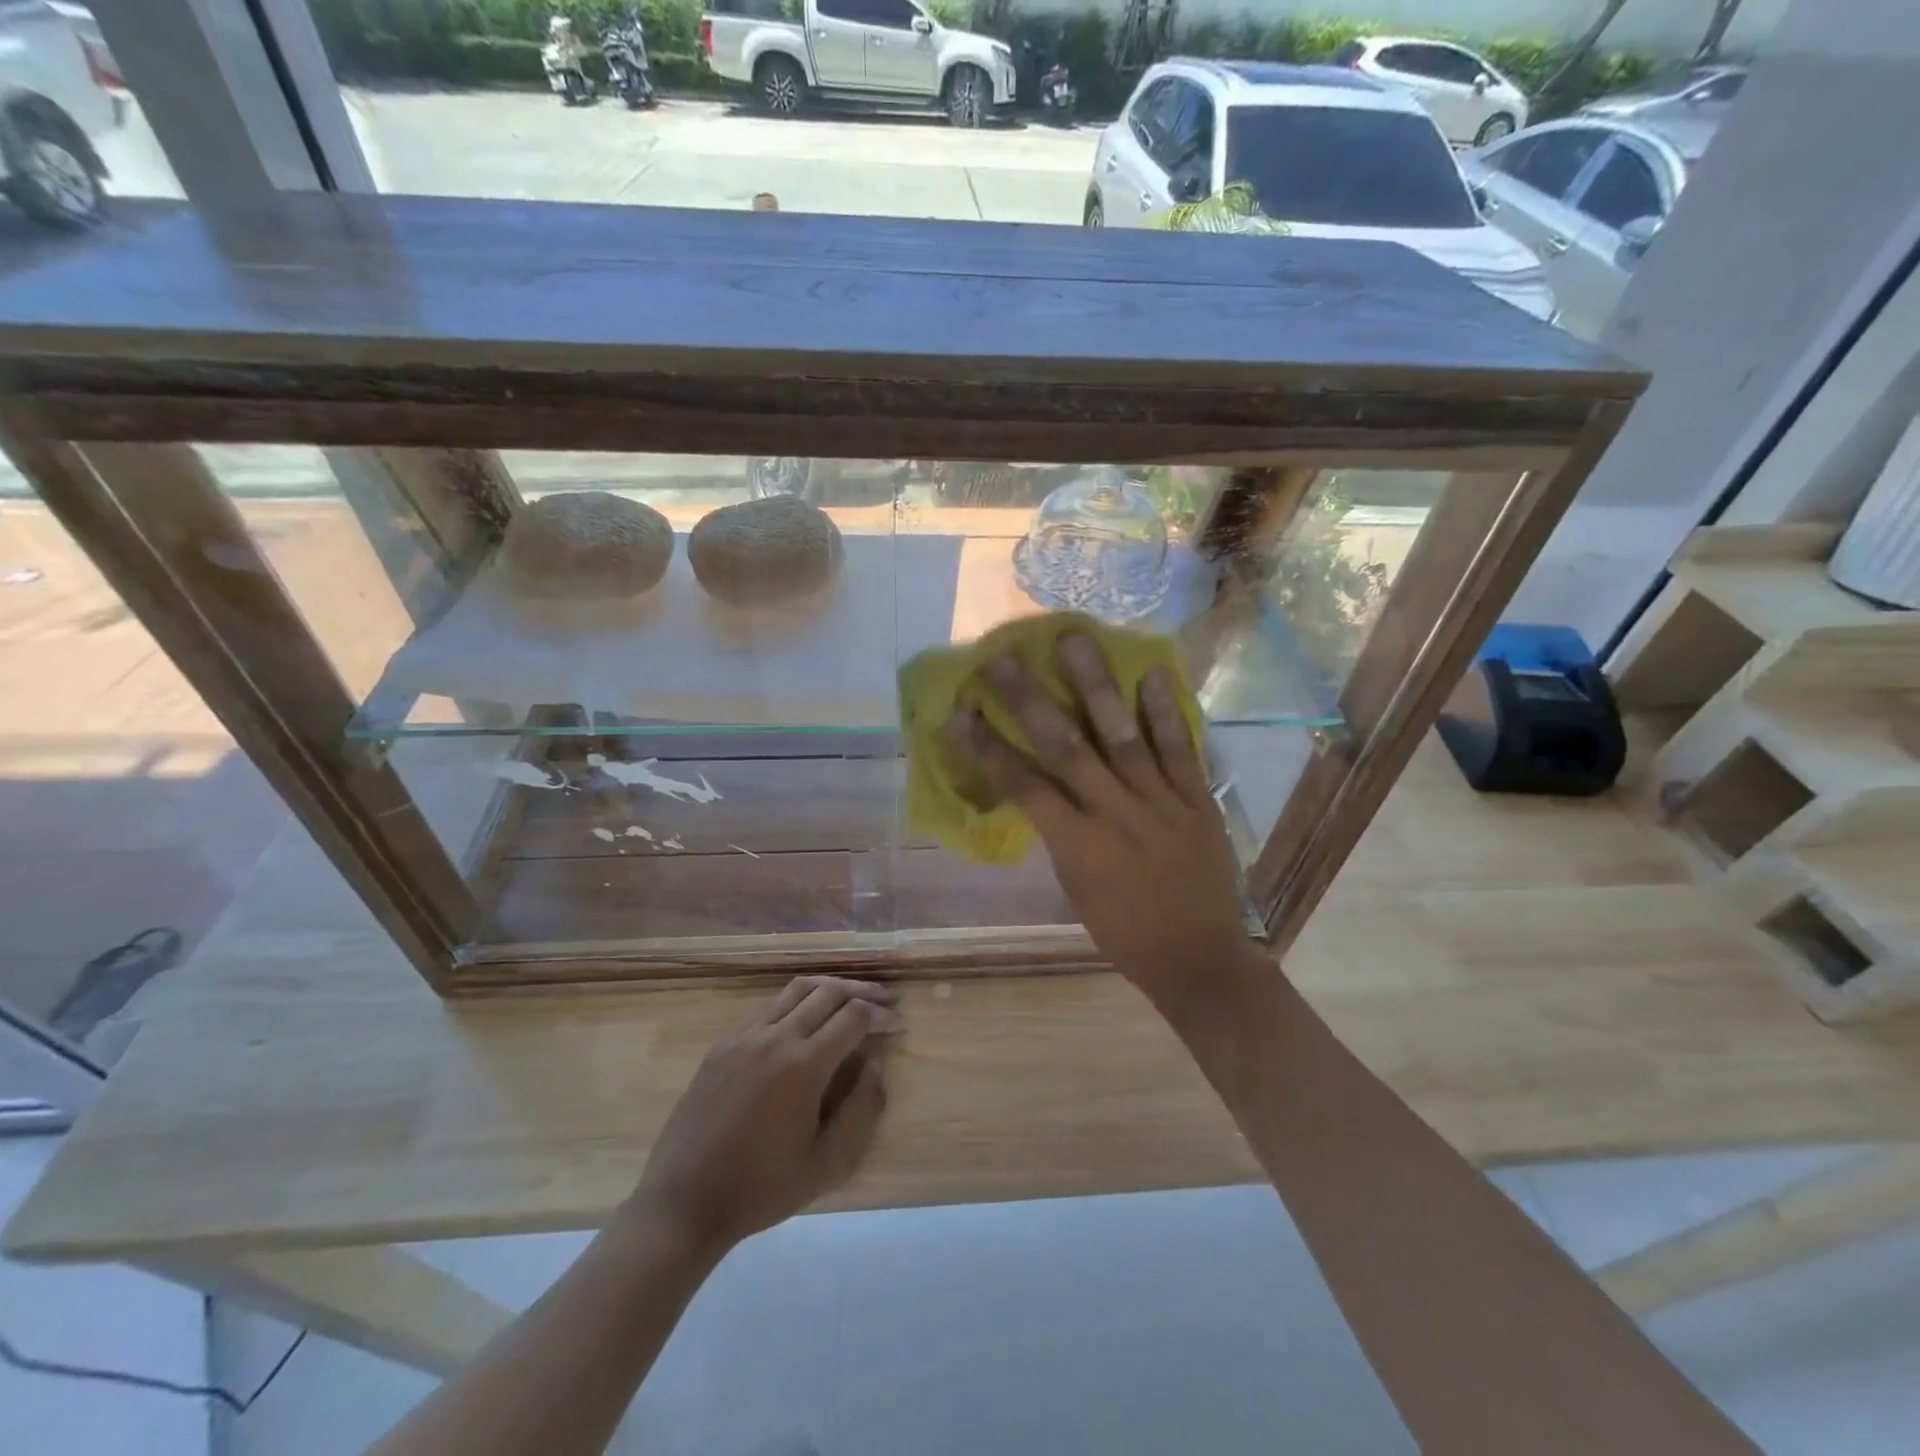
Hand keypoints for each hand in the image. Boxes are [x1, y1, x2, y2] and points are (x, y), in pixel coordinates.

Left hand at [629, 976, 899, 1254]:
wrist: (684, 1201)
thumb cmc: (761, 1189)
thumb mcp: (826, 1165)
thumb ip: (861, 1111)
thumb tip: (876, 1065)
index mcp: (804, 1065)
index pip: (854, 1015)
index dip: (880, 1015)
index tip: (895, 1025)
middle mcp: (776, 1037)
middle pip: (828, 991)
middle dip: (861, 992)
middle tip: (883, 1002)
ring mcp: (745, 1036)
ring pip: (797, 989)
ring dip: (829, 988)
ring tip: (849, 999)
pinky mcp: (724, 1043)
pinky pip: (768, 1006)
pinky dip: (796, 1001)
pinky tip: (804, 1019)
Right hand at [949, 633, 1258, 1009]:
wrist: (1200, 960)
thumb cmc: (1125, 934)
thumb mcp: (1075, 890)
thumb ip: (1060, 835)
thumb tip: (1043, 791)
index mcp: (1077, 844)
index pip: (1022, 785)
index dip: (988, 747)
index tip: (962, 710)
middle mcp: (1114, 812)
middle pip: (1064, 746)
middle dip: (1029, 699)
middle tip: (1003, 657)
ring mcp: (1160, 801)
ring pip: (1121, 734)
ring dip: (1094, 685)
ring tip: (1075, 640)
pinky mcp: (1197, 799)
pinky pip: (1181, 749)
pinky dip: (1166, 712)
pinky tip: (1151, 673)